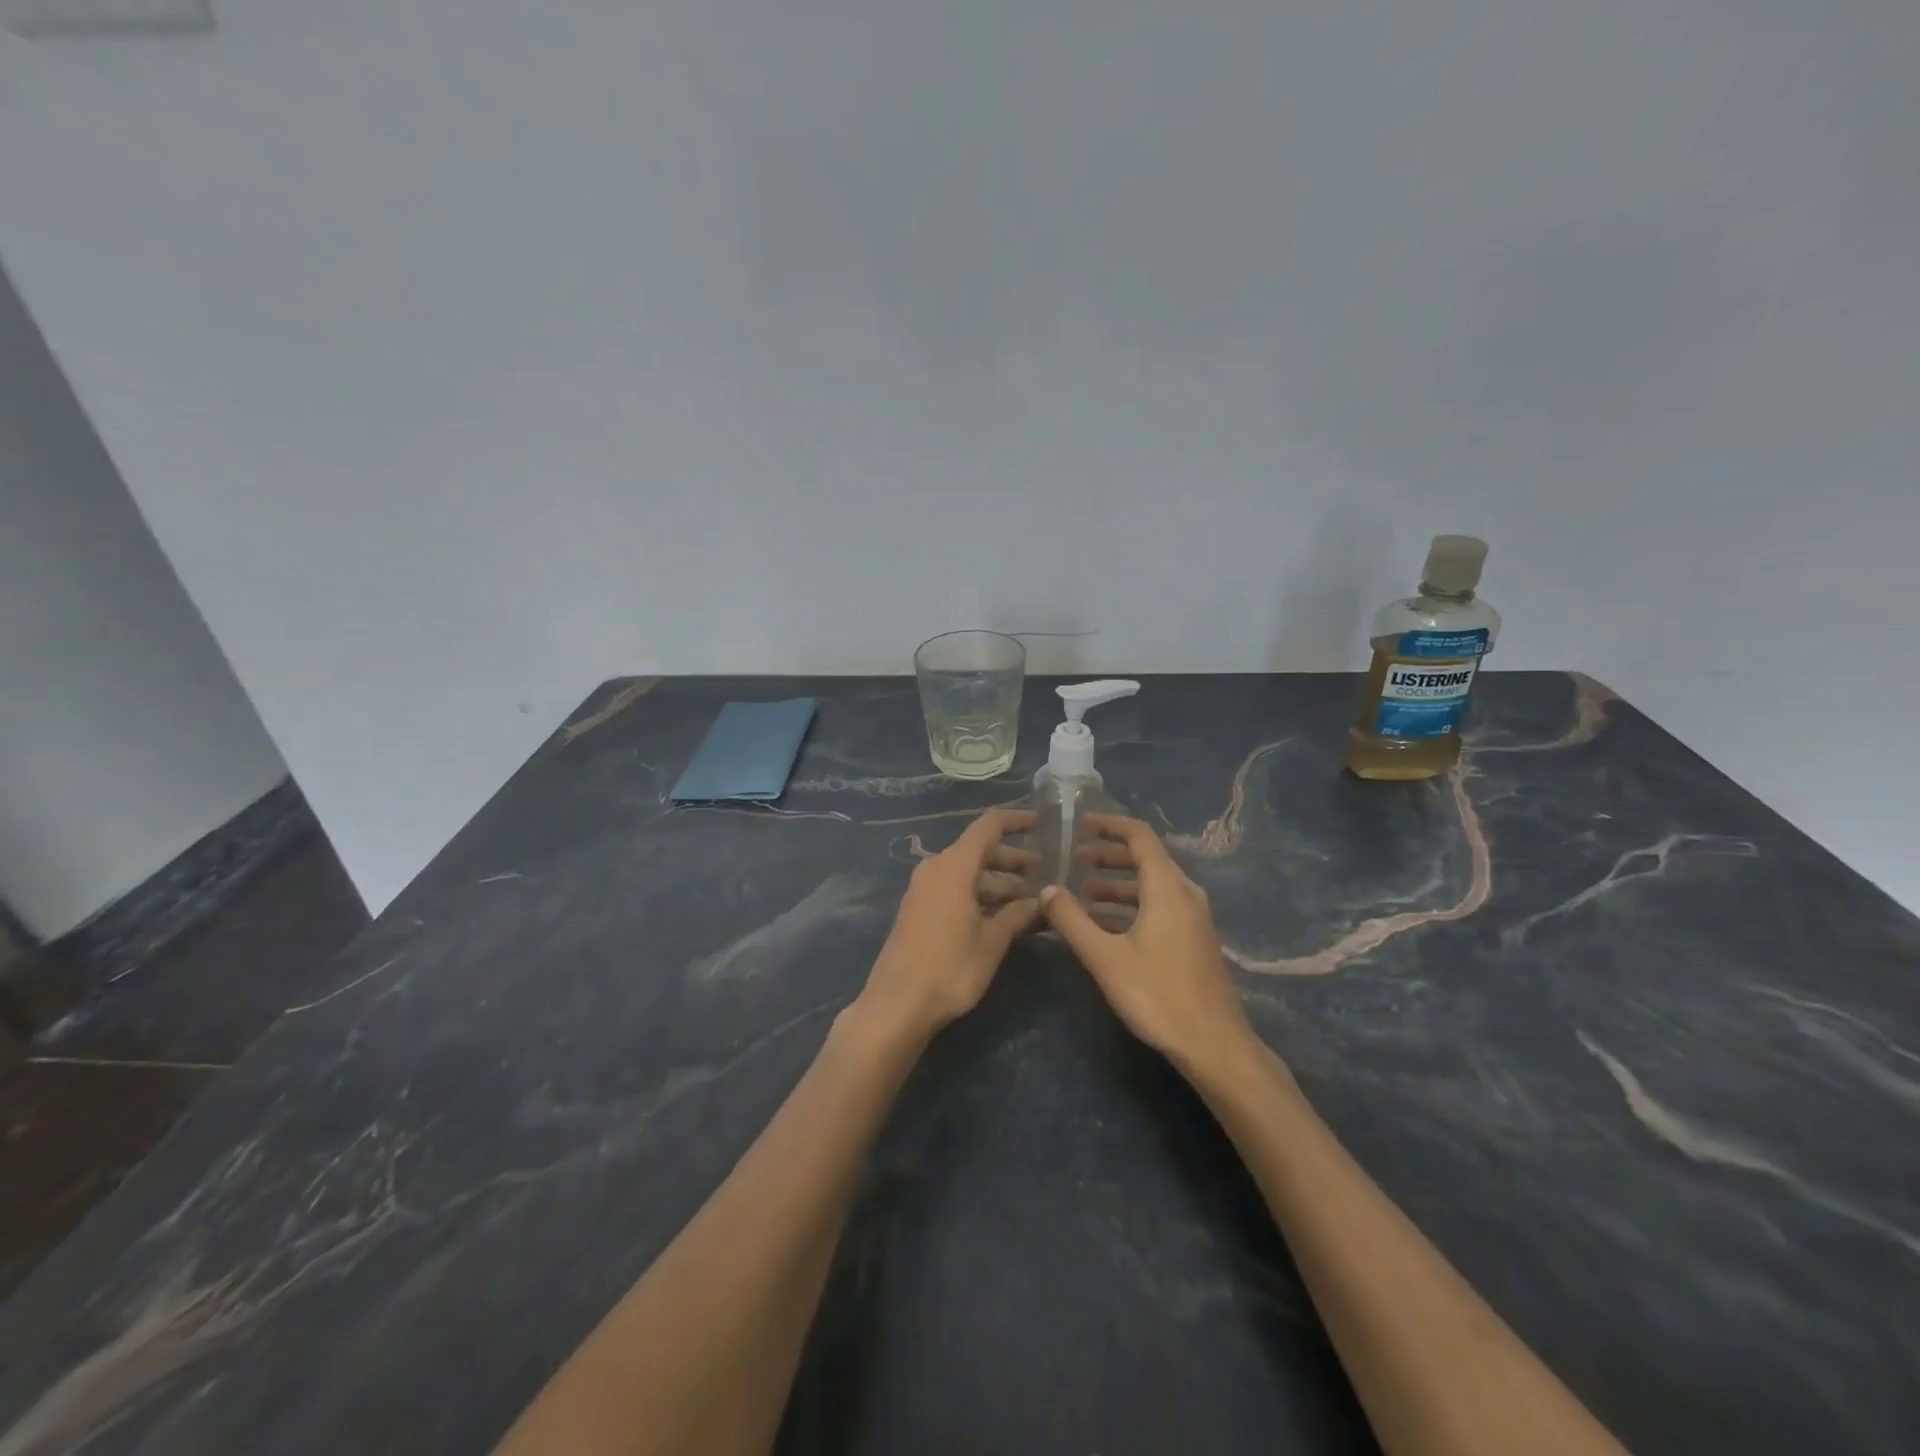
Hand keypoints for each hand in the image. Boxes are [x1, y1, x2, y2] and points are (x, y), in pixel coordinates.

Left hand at [856, 809, 1041, 1042]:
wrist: (898, 1003)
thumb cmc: (951, 967)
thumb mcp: (992, 941)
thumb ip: (1017, 914)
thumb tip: (1042, 900)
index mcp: (954, 865)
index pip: (988, 826)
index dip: (1016, 820)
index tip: (1041, 823)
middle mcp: (937, 868)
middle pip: (979, 850)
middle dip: (1013, 859)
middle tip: (1045, 872)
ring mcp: (924, 889)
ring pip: (968, 873)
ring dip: (998, 881)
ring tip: (1031, 899)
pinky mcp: (919, 910)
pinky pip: (955, 889)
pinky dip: (980, 894)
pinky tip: (1003, 915)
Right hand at [1041, 815, 1254, 1071]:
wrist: (1214, 1044)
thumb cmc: (1158, 995)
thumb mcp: (1105, 958)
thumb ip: (1072, 920)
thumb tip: (1047, 890)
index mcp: (1167, 888)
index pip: (1140, 836)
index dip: (1110, 825)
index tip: (1080, 824)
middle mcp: (1184, 893)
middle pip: (1146, 859)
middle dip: (1108, 855)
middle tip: (1073, 859)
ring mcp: (1193, 917)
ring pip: (1151, 885)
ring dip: (1117, 883)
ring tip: (1081, 893)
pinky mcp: (1193, 938)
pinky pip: (1159, 905)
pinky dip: (1131, 904)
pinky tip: (1104, 924)